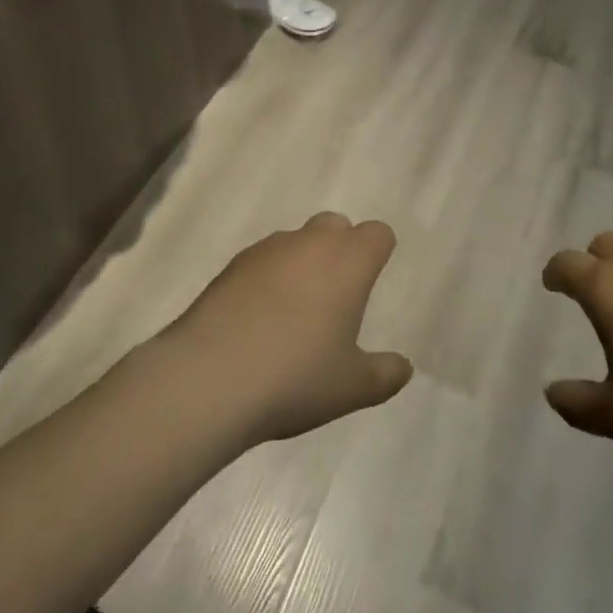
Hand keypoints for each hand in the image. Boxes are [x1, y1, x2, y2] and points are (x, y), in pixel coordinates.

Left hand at [157, 214, 413, 446]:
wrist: (209, 378)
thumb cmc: (295, 378)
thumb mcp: (351, 388)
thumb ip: (384, 374)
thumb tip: (404, 367)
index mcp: (349, 261)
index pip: (377, 234)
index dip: (378, 253)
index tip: (372, 281)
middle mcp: (311, 242)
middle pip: (335, 225)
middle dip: (340, 249)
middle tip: (335, 297)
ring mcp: (267, 250)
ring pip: (296, 241)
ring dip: (301, 263)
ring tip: (292, 314)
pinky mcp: (231, 265)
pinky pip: (262, 260)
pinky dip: (267, 279)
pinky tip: (257, 320)